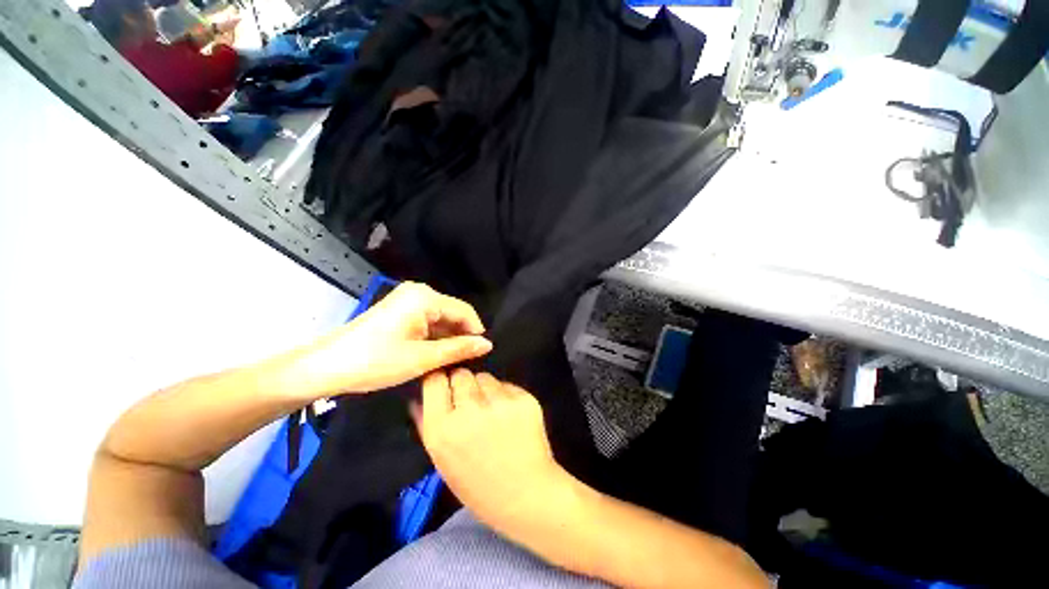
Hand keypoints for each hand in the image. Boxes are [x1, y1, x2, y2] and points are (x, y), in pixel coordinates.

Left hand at [276, 283, 491, 398]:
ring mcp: (407, 300)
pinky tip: (436, 354)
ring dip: (448, 338)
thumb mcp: (422, 358)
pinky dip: (434, 337)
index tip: (482, 354)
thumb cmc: (376, 361)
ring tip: (454, 361)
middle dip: (461, 336)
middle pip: (452, 313)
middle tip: (468, 361)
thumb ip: (458, 349)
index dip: (476, 332)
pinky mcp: (400, 310)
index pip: (465, 311)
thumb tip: (487, 344)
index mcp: (425, 298)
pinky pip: (427, 321)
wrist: (326, 366)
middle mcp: (419, 292)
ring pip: (440, 319)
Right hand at [412, 369, 570, 532]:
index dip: (439, 380)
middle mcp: (470, 411)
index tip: (444, 386)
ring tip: (491, 411)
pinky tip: (510, 415)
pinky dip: (505, 395)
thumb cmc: (478, 485)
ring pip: (484, 376)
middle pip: (460, 373)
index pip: (434, 380)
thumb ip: (426, 425)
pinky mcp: (523, 399)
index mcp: (443, 429)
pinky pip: (506, 385)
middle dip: (462, 384)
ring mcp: (500, 403)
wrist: (525, 496)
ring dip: (484, 388)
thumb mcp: (442, 460)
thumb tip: (416, 397)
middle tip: (470, 401)